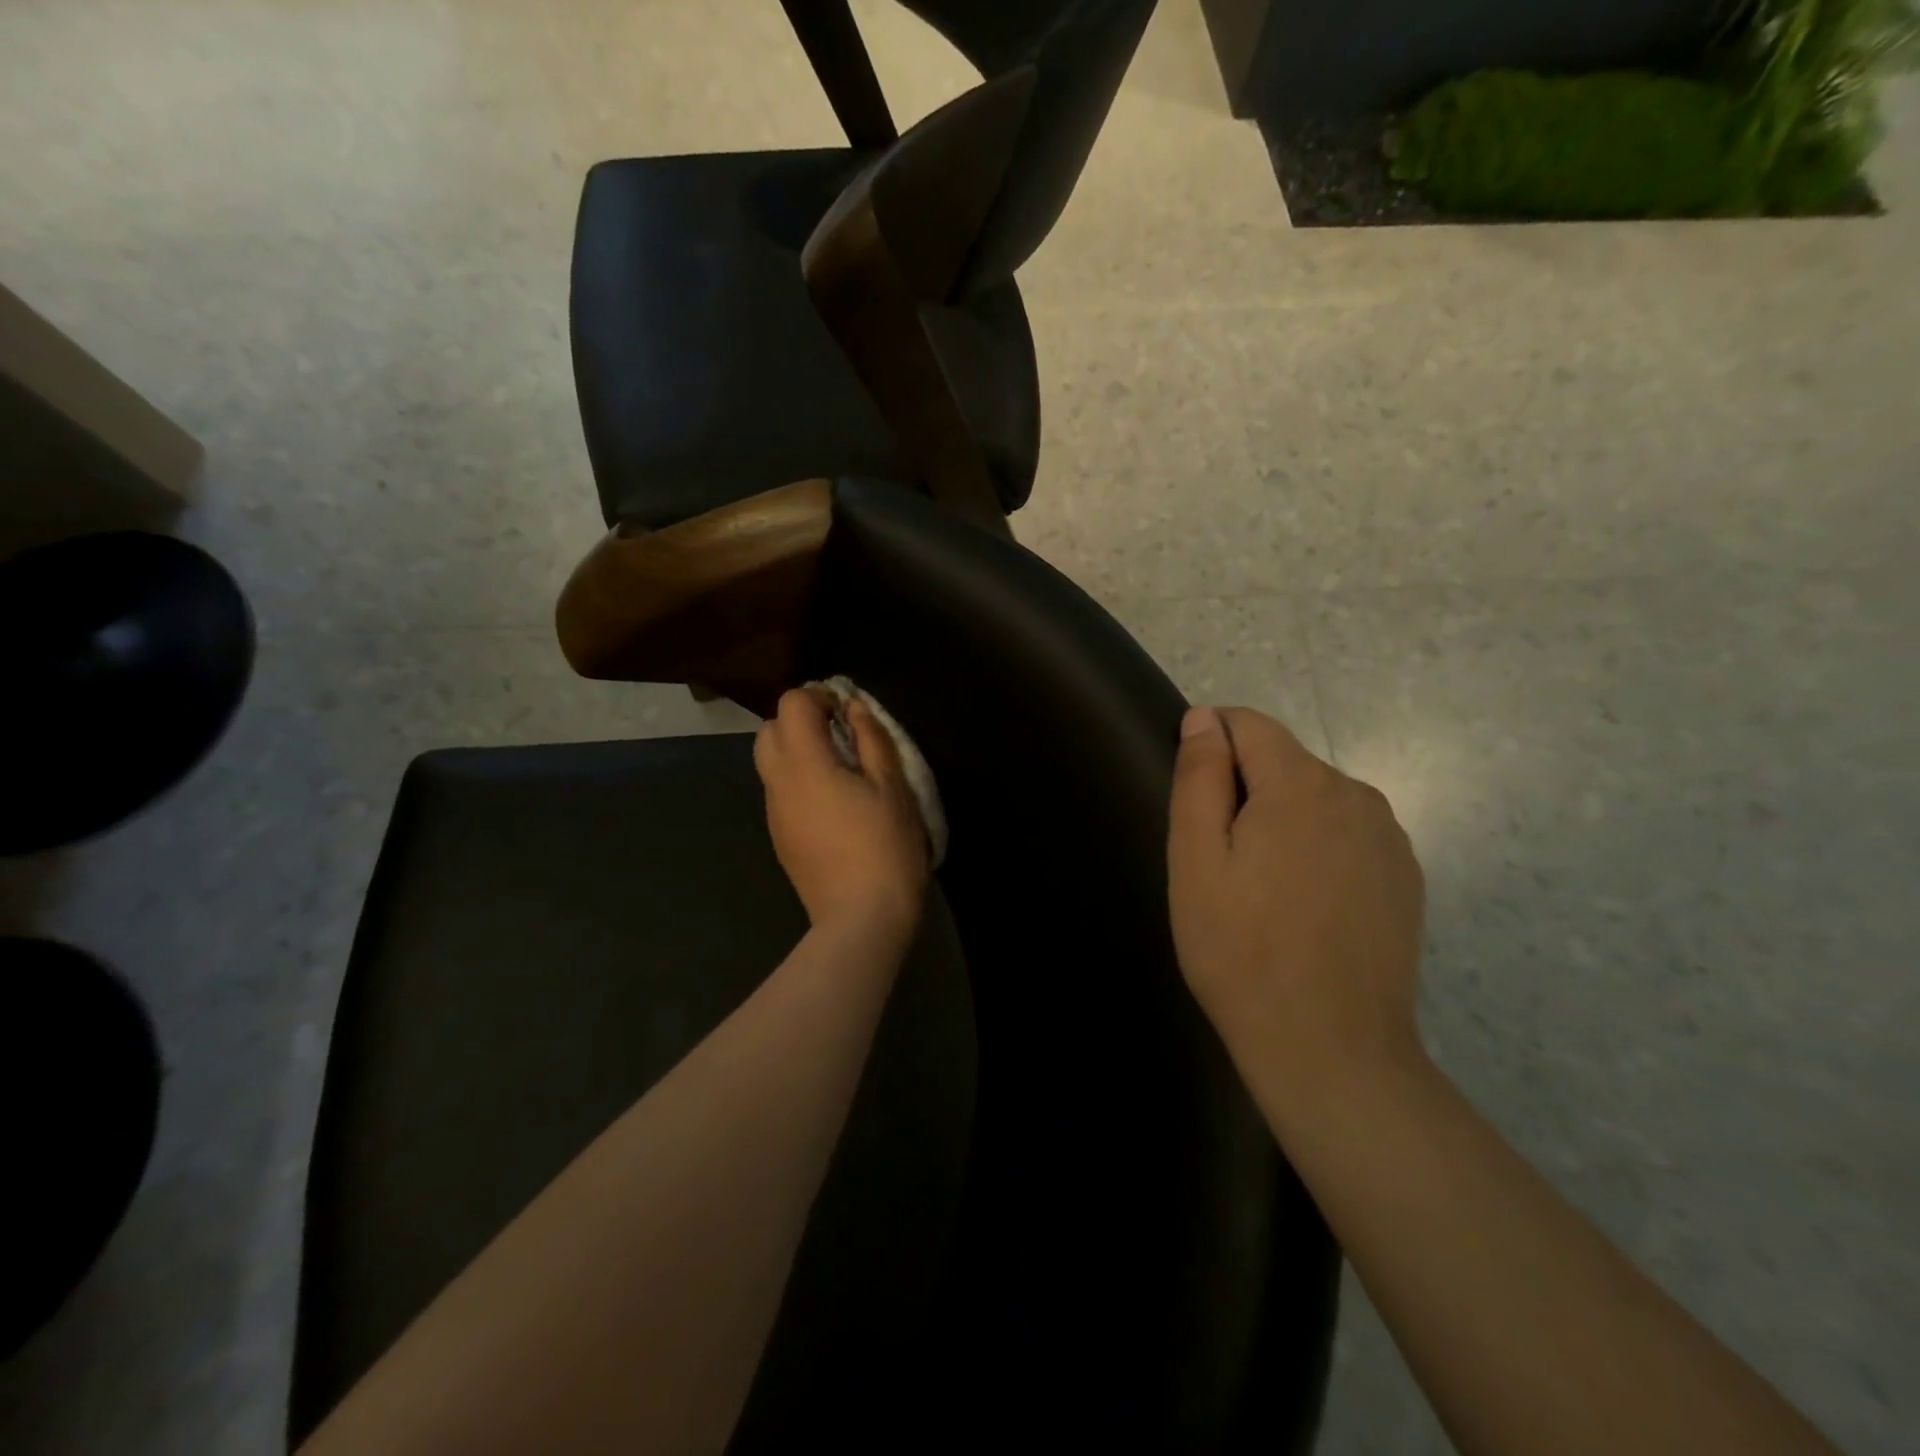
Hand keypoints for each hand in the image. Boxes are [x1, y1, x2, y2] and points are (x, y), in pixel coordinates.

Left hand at [754, 687, 930, 943]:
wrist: (861, 919)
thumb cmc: (885, 848)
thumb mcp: (892, 787)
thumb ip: (872, 739)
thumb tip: (854, 708)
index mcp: (805, 764)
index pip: (791, 704)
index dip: (819, 696)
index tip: (850, 713)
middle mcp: (778, 783)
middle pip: (770, 729)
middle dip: (802, 721)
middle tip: (842, 736)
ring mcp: (774, 813)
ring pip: (770, 762)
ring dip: (798, 751)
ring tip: (841, 770)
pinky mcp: (779, 837)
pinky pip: (779, 791)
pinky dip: (798, 780)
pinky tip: (834, 804)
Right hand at [1168, 706, 1426, 1100]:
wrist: (1330, 1048)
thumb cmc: (1241, 950)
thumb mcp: (1196, 860)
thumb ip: (1200, 778)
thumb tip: (1204, 719)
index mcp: (1301, 784)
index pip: (1249, 724)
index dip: (1211, 743)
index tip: (1192, 795)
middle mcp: (1356, 794)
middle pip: (1284, 762)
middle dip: (1245, 789)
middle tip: (1219, 859)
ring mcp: (1389, 837)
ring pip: (1316, 798)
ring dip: (1282, 818)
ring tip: (1260, 887)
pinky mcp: (1405, 876)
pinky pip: (1347, 834)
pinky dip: (1318, 847)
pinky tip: (1304, 905)